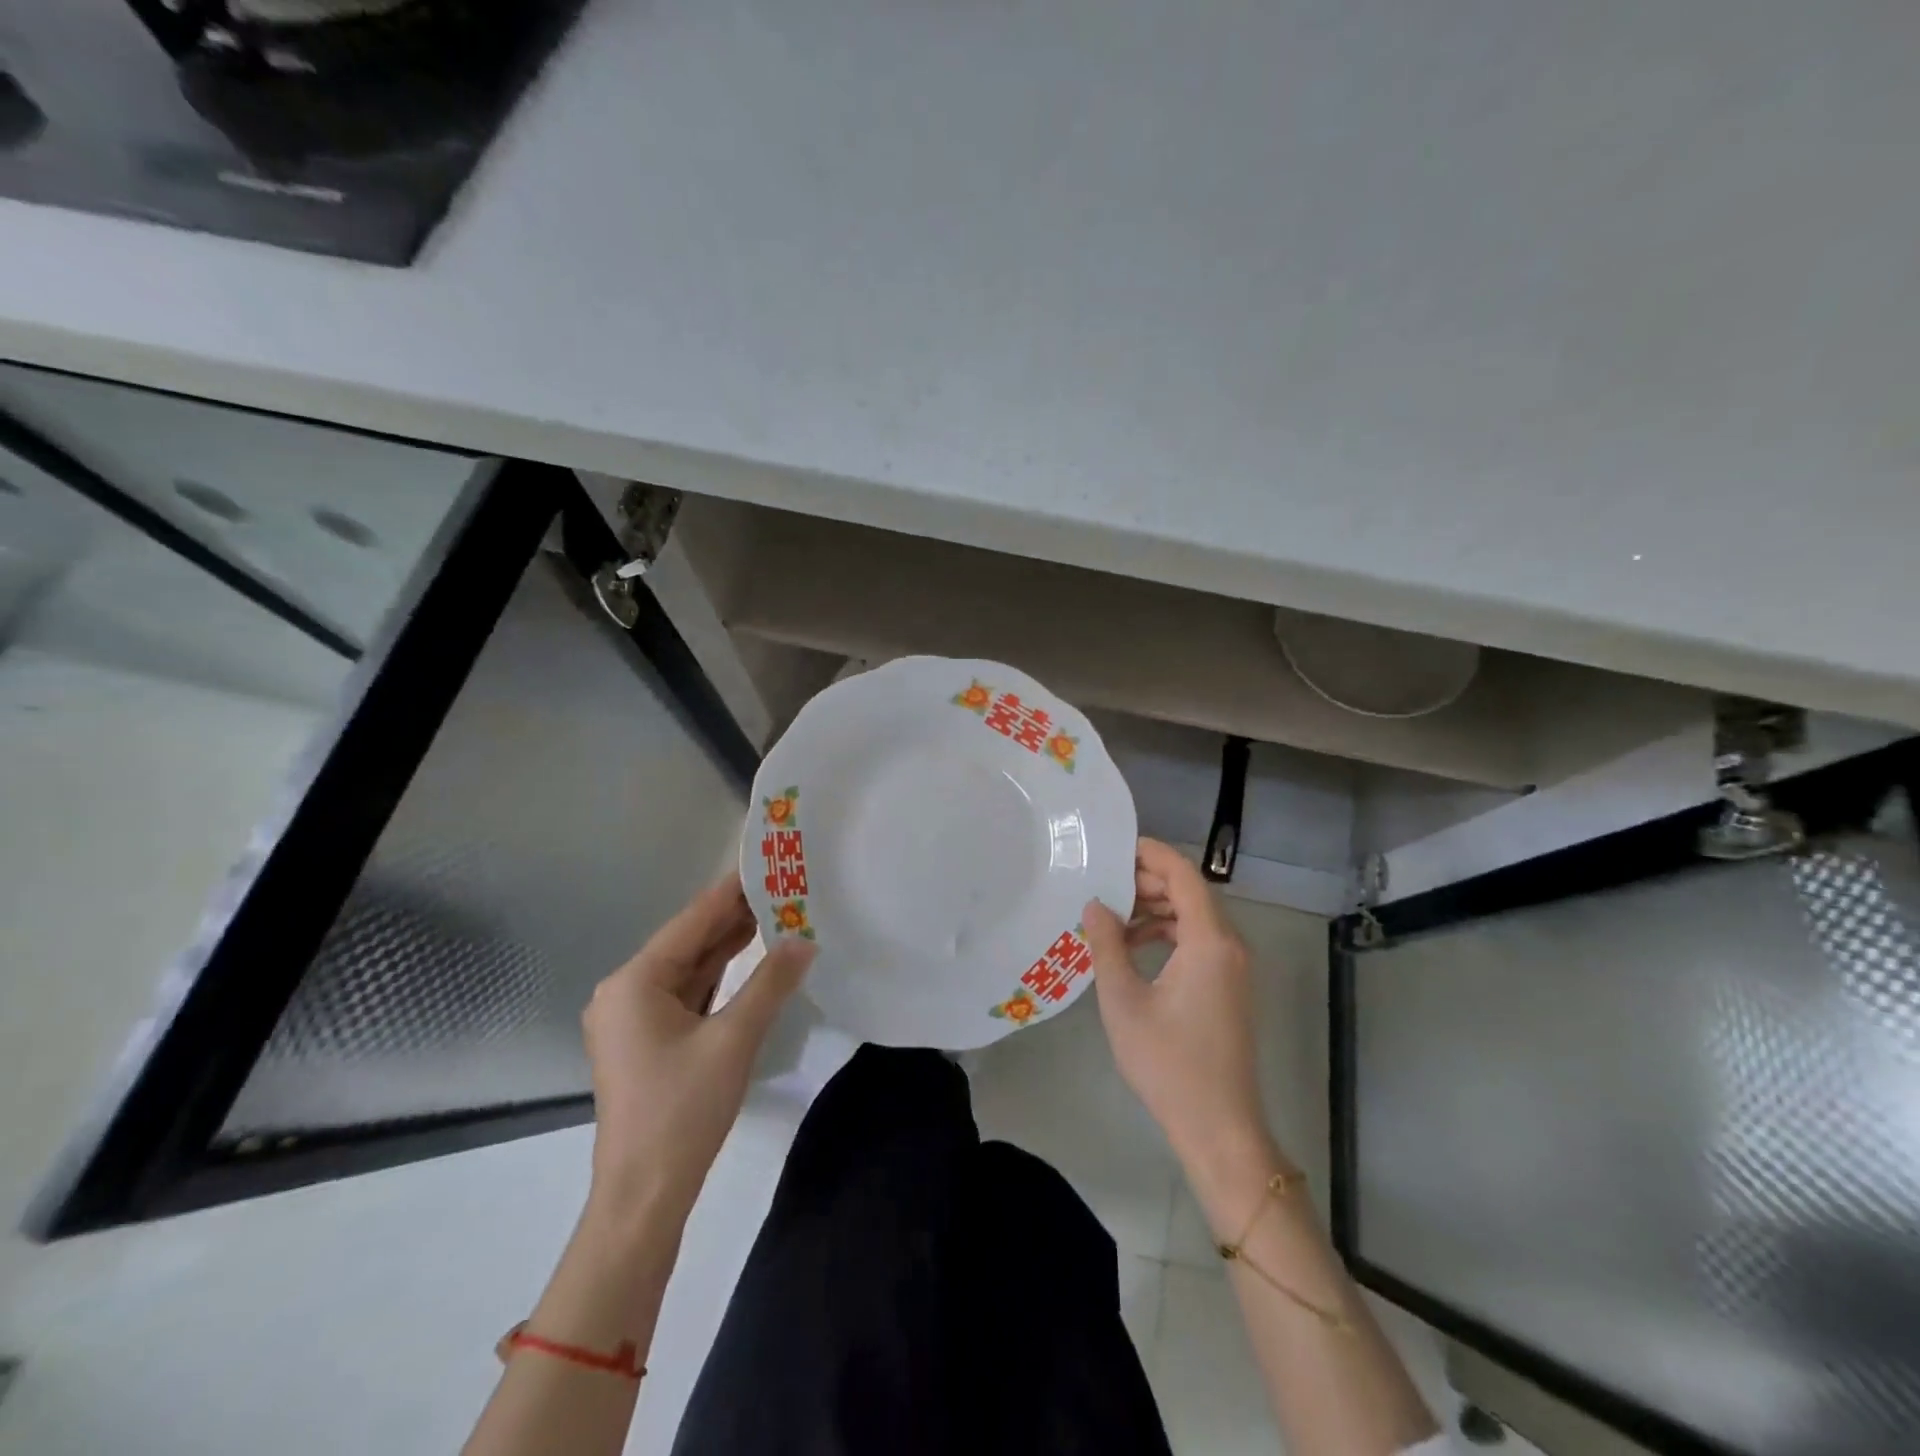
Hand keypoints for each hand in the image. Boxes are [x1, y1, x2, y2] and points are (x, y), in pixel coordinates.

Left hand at [581, 872, 814, 1227]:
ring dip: (729, 946)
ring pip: (690, 968)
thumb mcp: (734, 1040)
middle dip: (734, 917)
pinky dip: (720, 976)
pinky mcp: (647, 1039)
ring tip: (775, 912)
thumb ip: (770, 983)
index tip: (768, 864)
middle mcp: (626, 991)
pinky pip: (688, 993)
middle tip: (782, 887)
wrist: (644, 1196)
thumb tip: (805, 939)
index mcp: (634, 981)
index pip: (692, 921)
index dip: (731, 891)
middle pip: (689, 941)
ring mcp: (634, 1017)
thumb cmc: (682, 1111)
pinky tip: (751, 958)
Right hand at [1082, 839, 1275, 1180]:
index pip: (1184, 875)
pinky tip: (1135, 946)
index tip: (1115, 846)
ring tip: (1113, 916)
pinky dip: (1169, 933)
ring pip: (1195, 916)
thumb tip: (1096, 904)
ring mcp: (1233, 967)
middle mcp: (1229, 945)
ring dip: (1157, 908)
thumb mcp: (1123, 1000)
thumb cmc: (1168, 1062)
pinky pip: (1200, 941)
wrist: (1218, 1127)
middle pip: (1191, 892)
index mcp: (1209, 941)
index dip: (1152, 854)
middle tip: (1104, 883)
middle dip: (1148, 881)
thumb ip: (1107, 944)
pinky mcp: (1229, 986)